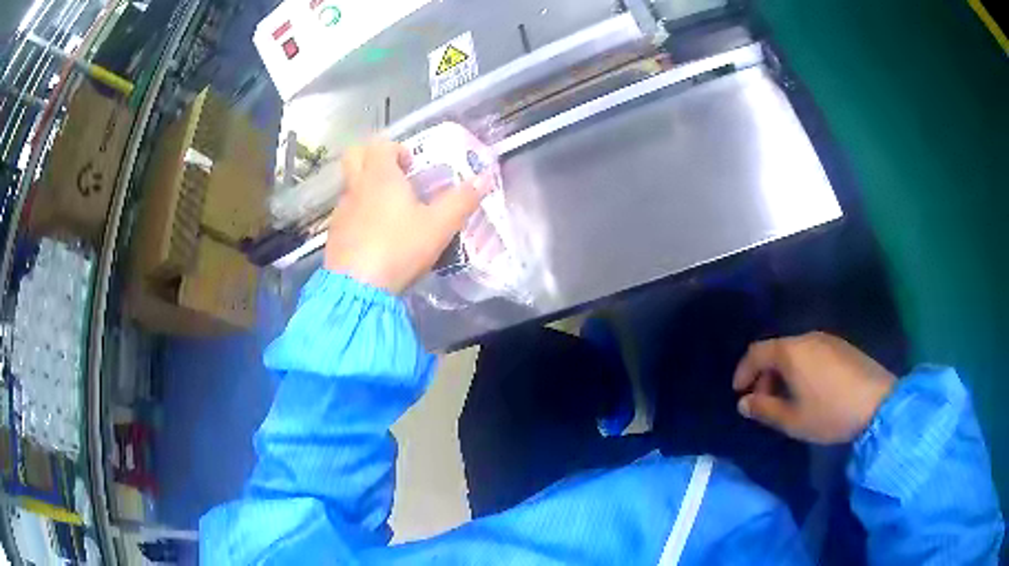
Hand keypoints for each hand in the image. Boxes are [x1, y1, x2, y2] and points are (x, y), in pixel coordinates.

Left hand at [324, 139, 489, 293]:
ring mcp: (341, 211)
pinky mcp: (334, 235)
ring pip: (350, 186)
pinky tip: (374, 238)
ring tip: (389, 214)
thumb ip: (462, 200)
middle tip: (394, 177)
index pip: (381, 145)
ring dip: (366, 190)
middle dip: (372, 158)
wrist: (356, 287)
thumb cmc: (399, 247)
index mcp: (380, 176)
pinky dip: (359, 216)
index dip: (397, 149)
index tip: (411, 166)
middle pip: (354, 156)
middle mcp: (356, 187)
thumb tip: (485, 178)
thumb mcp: (440, 226)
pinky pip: (346, 213)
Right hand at [732, 332, 895, 443]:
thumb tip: (744, 403)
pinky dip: (802, 368)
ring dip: (784, 372)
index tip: (739, 392)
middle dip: (764, 375)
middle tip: (765, 403)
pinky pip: (812, 352)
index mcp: (791, 352)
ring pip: (795, 351)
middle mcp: (807, 338)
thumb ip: (764, 409)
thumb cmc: (830, 413)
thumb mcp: (792, 420)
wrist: (878, 403)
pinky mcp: (843, 346)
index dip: (743, 371)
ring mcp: (828, 340)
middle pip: (776, 350)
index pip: (756, 352)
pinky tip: (811, 390)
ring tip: (788, 400)